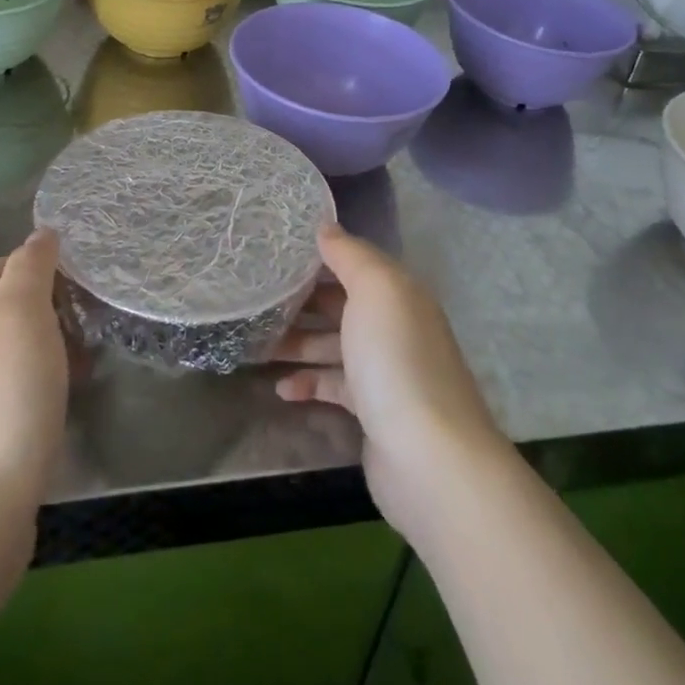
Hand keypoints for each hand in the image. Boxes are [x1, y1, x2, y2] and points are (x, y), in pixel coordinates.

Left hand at [0, 229, 68, 580]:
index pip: (4, 265)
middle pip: (11, 307)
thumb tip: (40, 232)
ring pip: (19, 349)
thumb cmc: (0, 402)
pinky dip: (49, 380)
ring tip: (93, 351)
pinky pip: (23, 388)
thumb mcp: (18, 316)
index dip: (43, 259)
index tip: (86, 265)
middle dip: (54, 301)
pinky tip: (69, 394)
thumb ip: (29, 269)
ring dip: (56, 342)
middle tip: (97, 309)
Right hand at [274, 225, 514, 545]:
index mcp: (398, 292)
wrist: (430, 457)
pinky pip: (334, 386)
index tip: (274, 252)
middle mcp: (394, 325)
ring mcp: (385, 370)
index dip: (317, 255)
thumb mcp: (375, 290)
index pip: (353, 262)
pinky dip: (309, 383)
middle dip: (300, 300)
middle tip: (255, 298)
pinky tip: (281, 389)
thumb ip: (349, 255)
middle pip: (340, 303)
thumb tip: (325, 227)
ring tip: (255, 344)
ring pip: (333, 345)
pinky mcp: (373, 410)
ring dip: (297, 343)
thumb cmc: (396, 359)